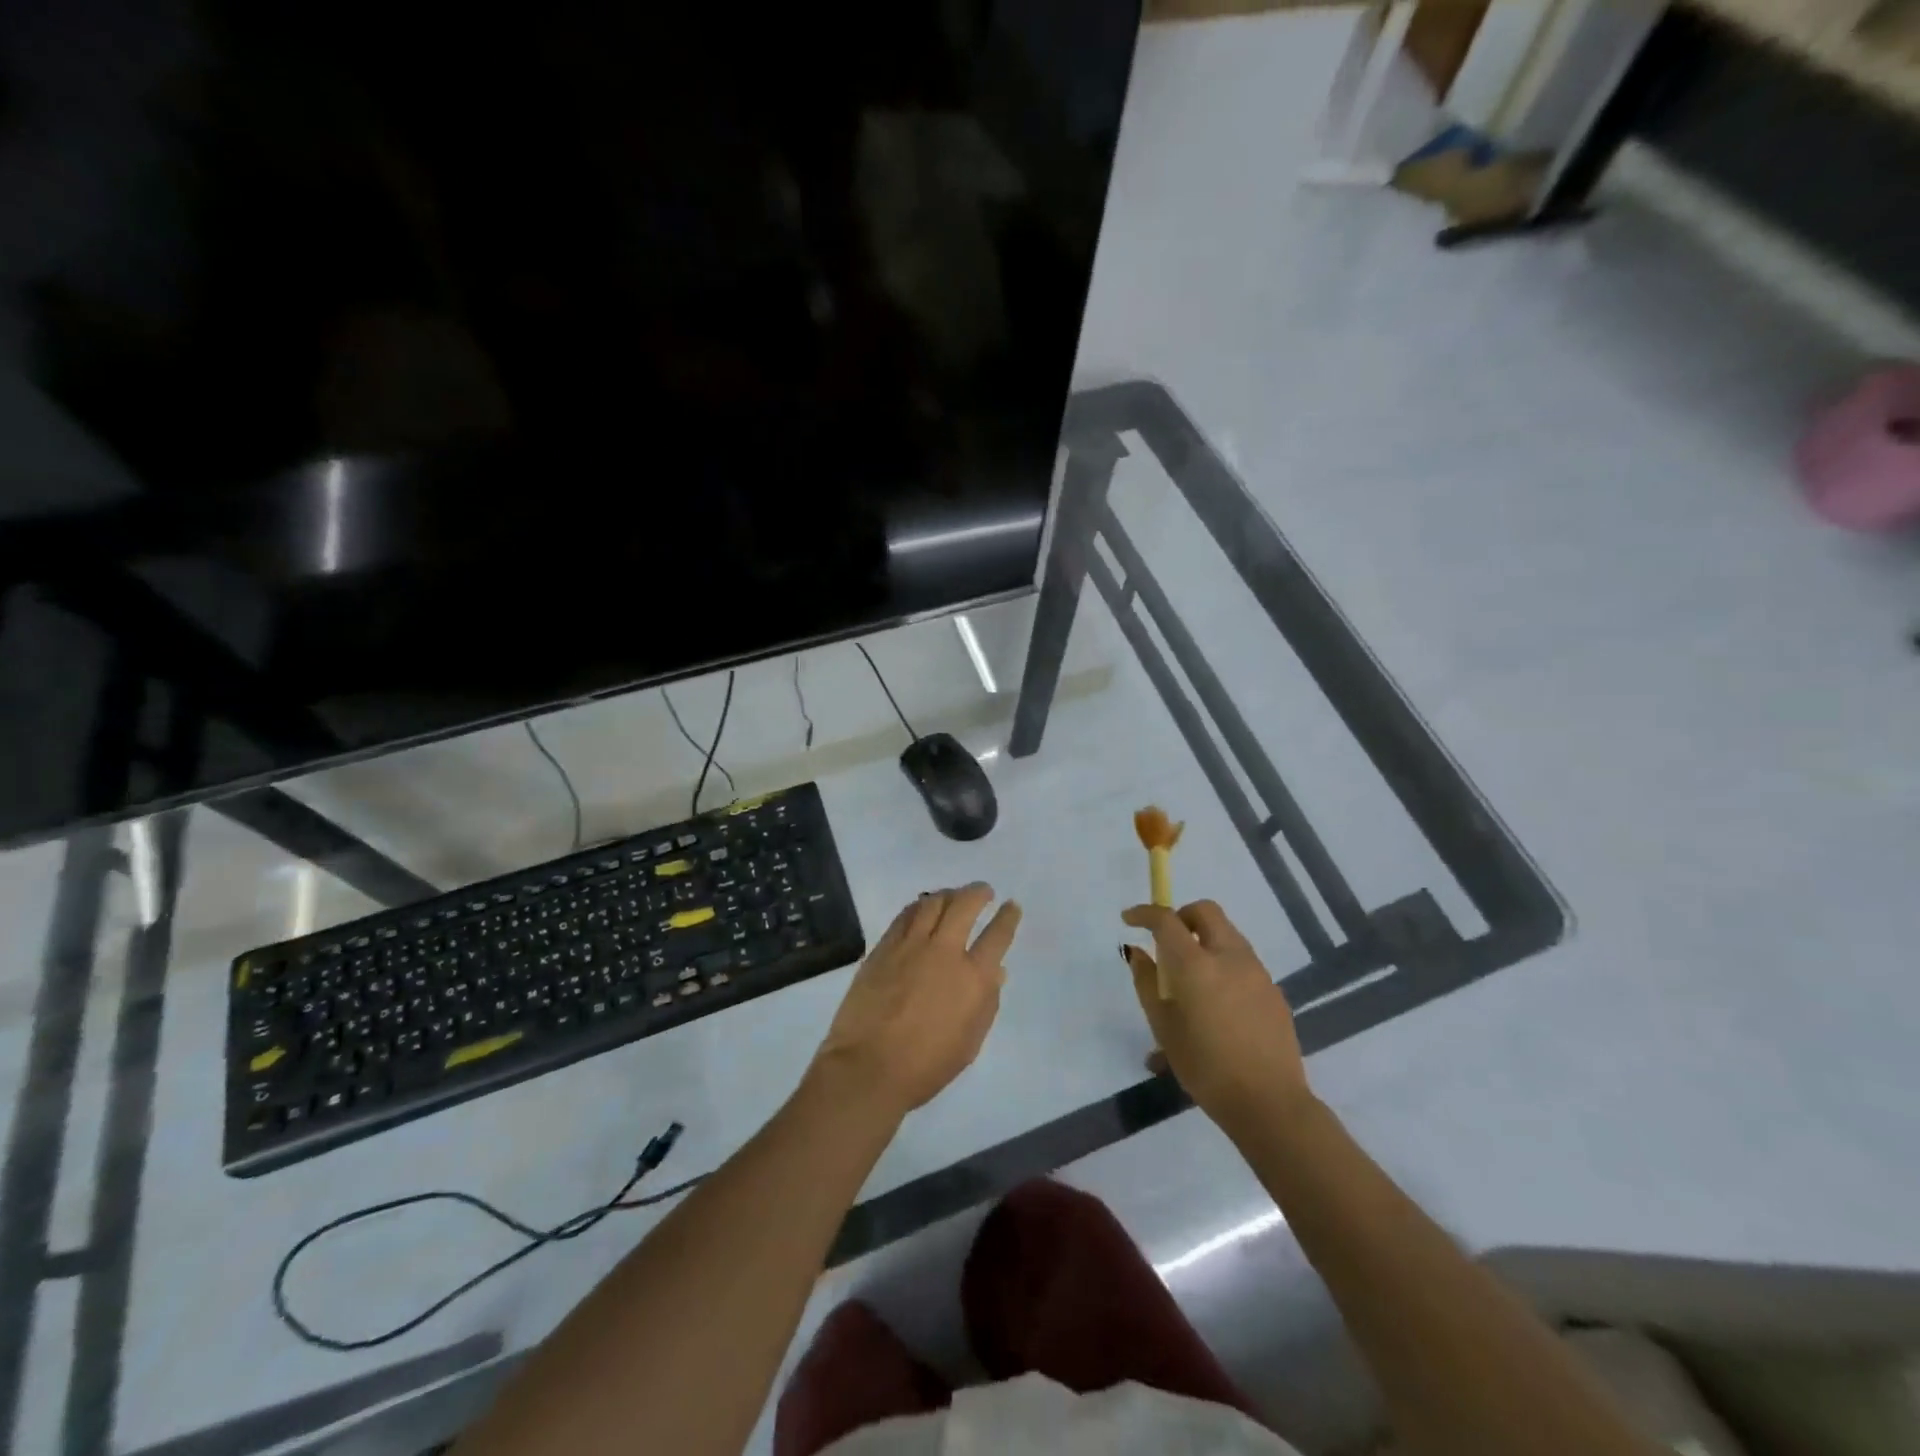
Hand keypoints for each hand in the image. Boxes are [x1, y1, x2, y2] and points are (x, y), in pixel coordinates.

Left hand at [811, 883, 1020, 1119]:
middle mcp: (944, 952)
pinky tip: (921, 908)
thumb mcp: (969, 1042)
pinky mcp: (883, 948)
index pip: (997, 936)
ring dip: (948, 894)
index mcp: (972, 978)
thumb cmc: (926, 1066)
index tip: (1011, 906)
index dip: (1007, 917)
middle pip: (964, 906)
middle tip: (983, 891)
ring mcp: (910, 946)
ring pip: (932, 903)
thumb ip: (986, 1003)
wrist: (868, 1068)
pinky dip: (918, 906)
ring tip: (953, 895)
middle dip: (978, 893)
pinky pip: (905, 916)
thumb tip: (995, 971)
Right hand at [1122, 900, 1311, 1131]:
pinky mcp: (1274, 991)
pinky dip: (1224, 965)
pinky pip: (1243, 962)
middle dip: (1182, 916)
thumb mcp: (1164, 1027)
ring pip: (1227, 935)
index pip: (1166, 920)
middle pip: (1206, 911)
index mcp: (1196, 964)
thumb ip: (1147, 982)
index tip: (1130, 919)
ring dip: (1205, 940)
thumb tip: (1138, 952)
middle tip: (1167, 941)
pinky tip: (1217, 1004)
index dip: (1145, 913)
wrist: (1269, 1103)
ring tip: (1191, 979)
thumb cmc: (1205, 1067)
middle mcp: (1229, 957)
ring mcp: (1257, 972)